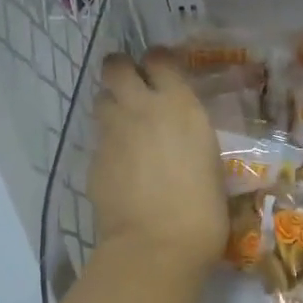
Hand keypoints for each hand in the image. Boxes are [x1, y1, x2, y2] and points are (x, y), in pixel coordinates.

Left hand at [88, 49, 226, 271]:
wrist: (157, 244)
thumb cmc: (203, 207)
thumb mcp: (209, 158)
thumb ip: (190, 134)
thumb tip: (181, 134)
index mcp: (178, 104)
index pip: (159, 58)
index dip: (159, 62)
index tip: (164, 73)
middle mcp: (141, 108)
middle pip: (115, 66)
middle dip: (122, 70)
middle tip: (134, 87)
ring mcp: (112, 132)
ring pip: (101, 99)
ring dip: (113, 105)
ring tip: (127, 126)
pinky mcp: (93, 159)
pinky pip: (99, 138)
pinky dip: (109, 143)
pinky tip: (122, 164)